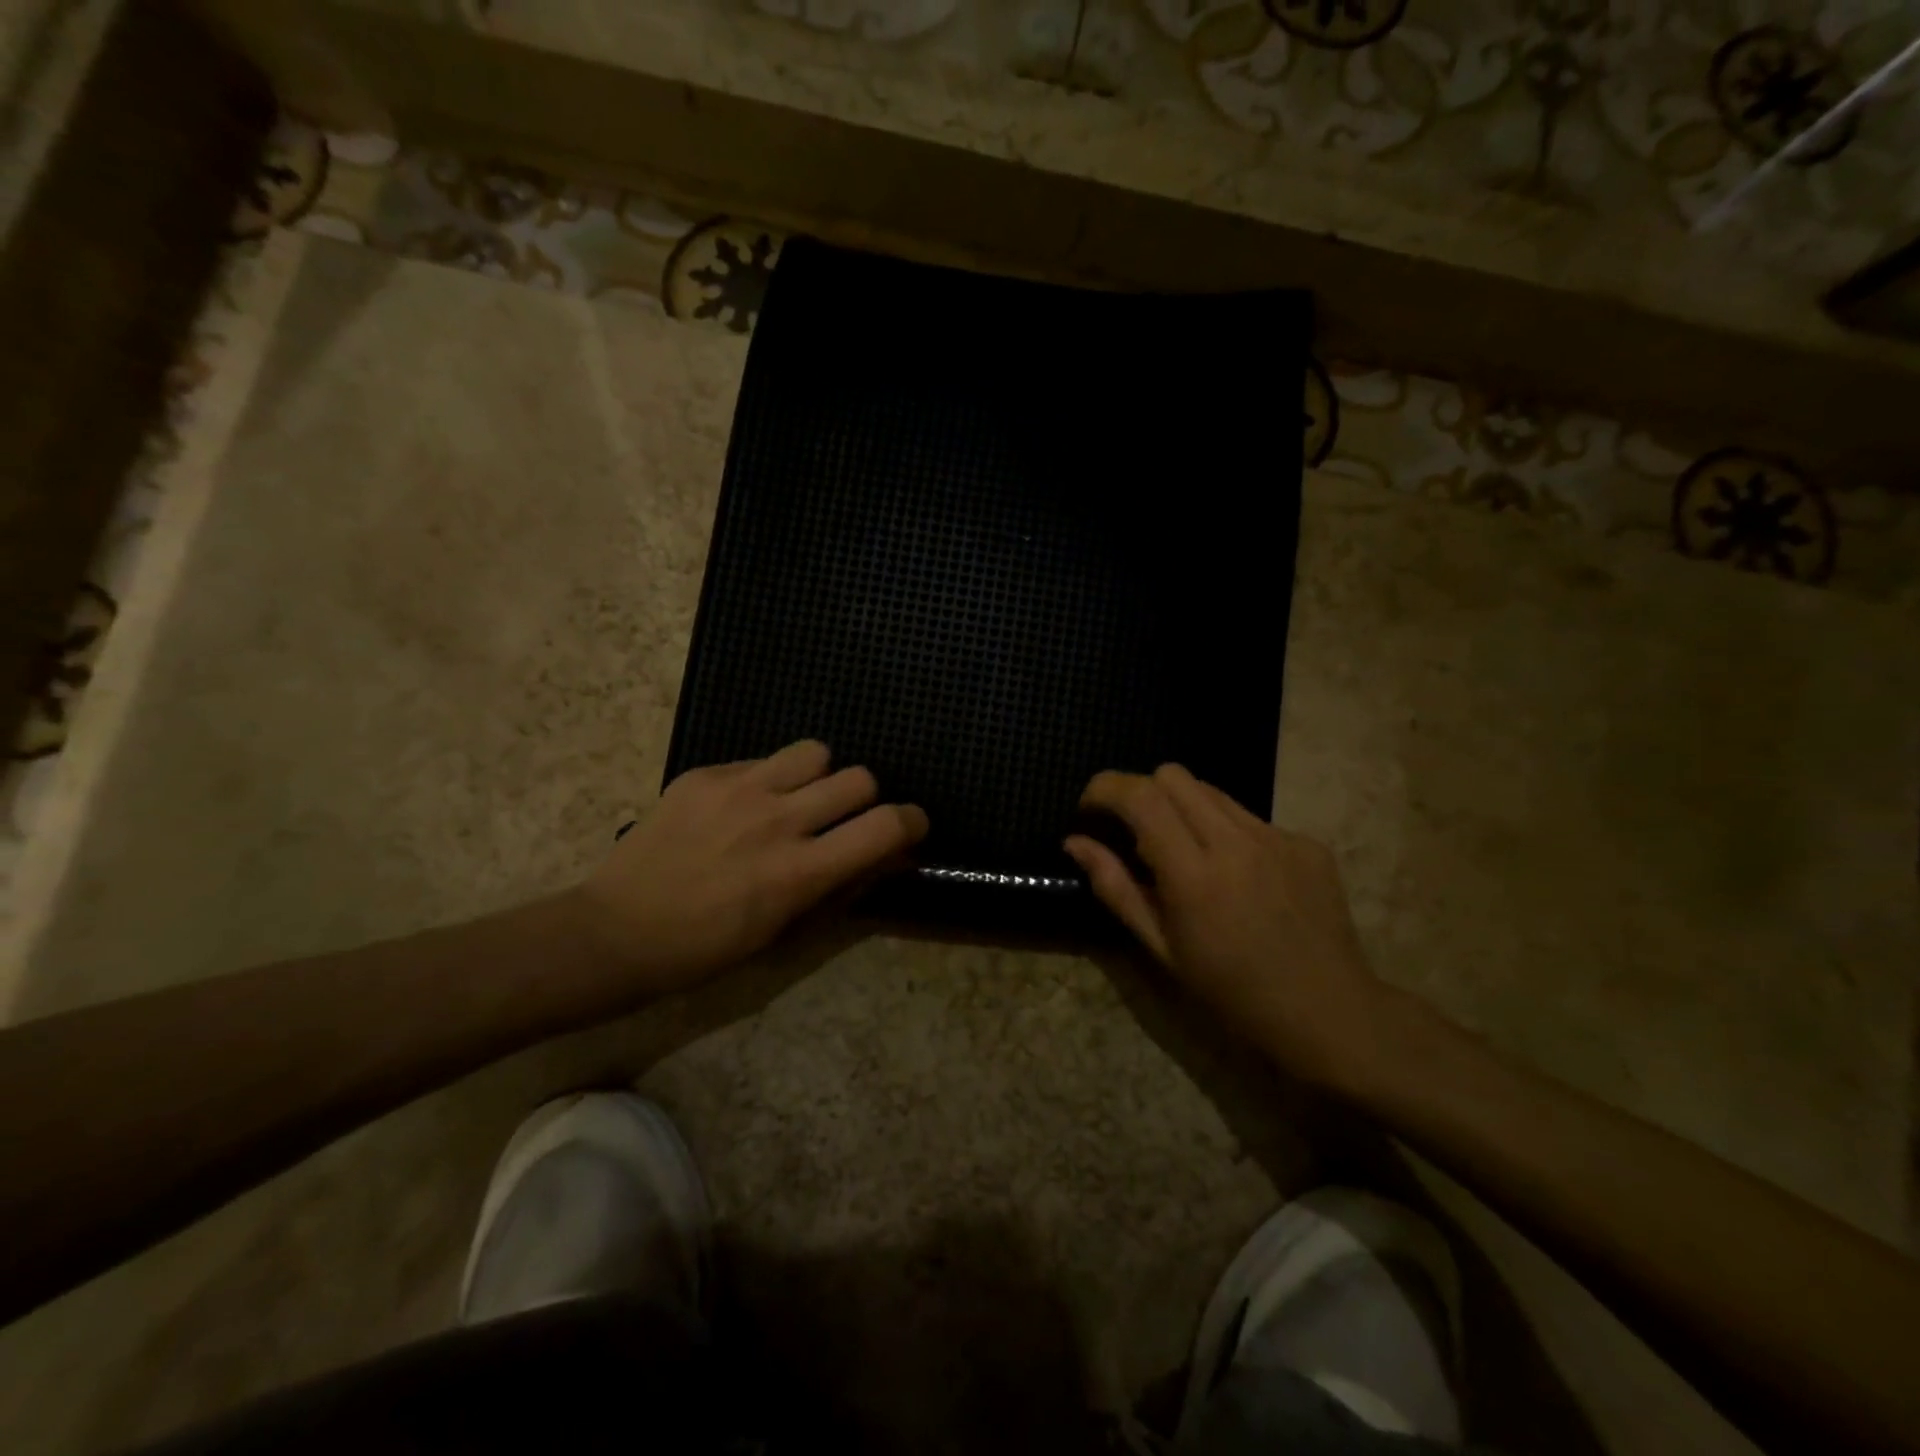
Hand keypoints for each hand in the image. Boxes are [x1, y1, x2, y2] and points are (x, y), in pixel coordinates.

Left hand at [576, 740, 927, 992]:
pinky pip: (762, 760)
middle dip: (864, 799)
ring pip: (815, 752)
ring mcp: (739, 790)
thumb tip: (887, 857)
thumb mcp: (783, 931)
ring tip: (797, 800)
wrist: (616, 930)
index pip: (885, 826)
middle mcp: (777, 820)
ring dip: (819, 777)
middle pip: (858, 778)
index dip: (911, 822)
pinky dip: (769, 780)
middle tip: (841, 820)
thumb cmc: (707, 949)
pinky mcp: (706, 774)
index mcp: (799, 872)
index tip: (909, 827)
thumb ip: (840, 886)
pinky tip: (742, 807)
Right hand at [1064, 765, 1386, 1089]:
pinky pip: (1250, 817)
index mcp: (1195, 875)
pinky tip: (1238, 876)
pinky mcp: (1307, 843)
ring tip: (1186, 854)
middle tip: (1134, 833)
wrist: (1329, 1013)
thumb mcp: (1161, 948)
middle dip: (1141, 792)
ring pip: (1212, 790)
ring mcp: (1278, 838)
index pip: (1141, 796)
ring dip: (1183, 808)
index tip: (1089, 810)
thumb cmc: (1231, 993)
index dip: (1105, 789)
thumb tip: (1074, 841)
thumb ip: (1115, 887)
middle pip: (1173, 775)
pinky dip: (1227, 832)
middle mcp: (1237, 842)